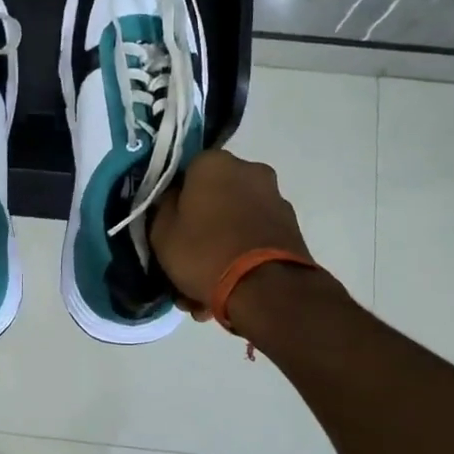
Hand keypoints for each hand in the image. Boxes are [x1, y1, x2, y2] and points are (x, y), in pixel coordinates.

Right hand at [150, 149, 316, 318]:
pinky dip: (242, 256)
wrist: (267, 290)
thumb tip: (173, 200)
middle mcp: (249, 170)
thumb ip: (163, 208)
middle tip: (185, 260)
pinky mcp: (292, 228)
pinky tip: (228, 290)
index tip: (168, 226)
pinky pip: (254, 238)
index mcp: (214, 163)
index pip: (185, 173)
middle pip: (214, 198)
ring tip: (206, 288)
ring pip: (235, 221)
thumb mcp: (162, 233)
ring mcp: (275, 198)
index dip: (175, 201)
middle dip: (201, 227)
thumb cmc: (205, 252)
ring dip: (221, 246)